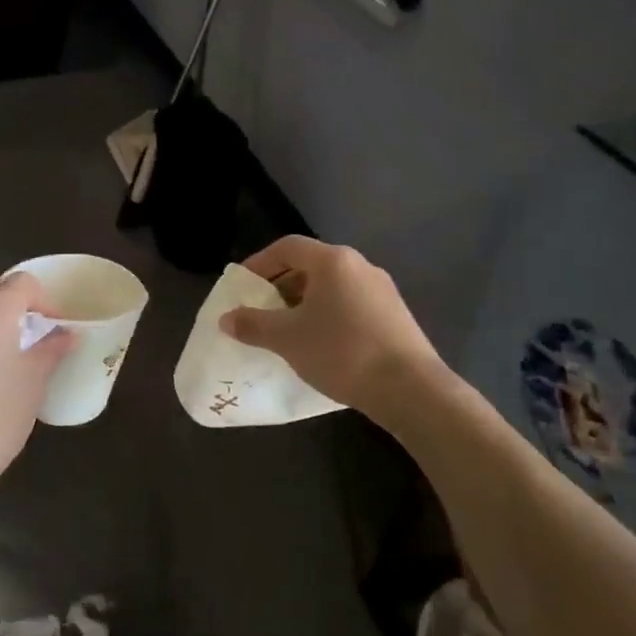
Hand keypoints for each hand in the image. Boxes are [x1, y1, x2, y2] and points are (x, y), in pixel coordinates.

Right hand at [219, 236, 444, 419]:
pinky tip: (320, 345)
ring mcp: (381, 289)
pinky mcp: (394, 314)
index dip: (259, 263)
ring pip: (331, 287)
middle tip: (261, 312)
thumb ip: (253, 324)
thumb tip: (226, 318)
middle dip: (280, 286)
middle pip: (310, 265)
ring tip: (287, 332)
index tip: (242, 286)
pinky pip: (350, 304)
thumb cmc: (341, 352)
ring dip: (304, 303)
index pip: (287, 247)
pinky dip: (327, 315)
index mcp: (333, 261)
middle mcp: (359, 265)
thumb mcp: (287, 339)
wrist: (409, 388)